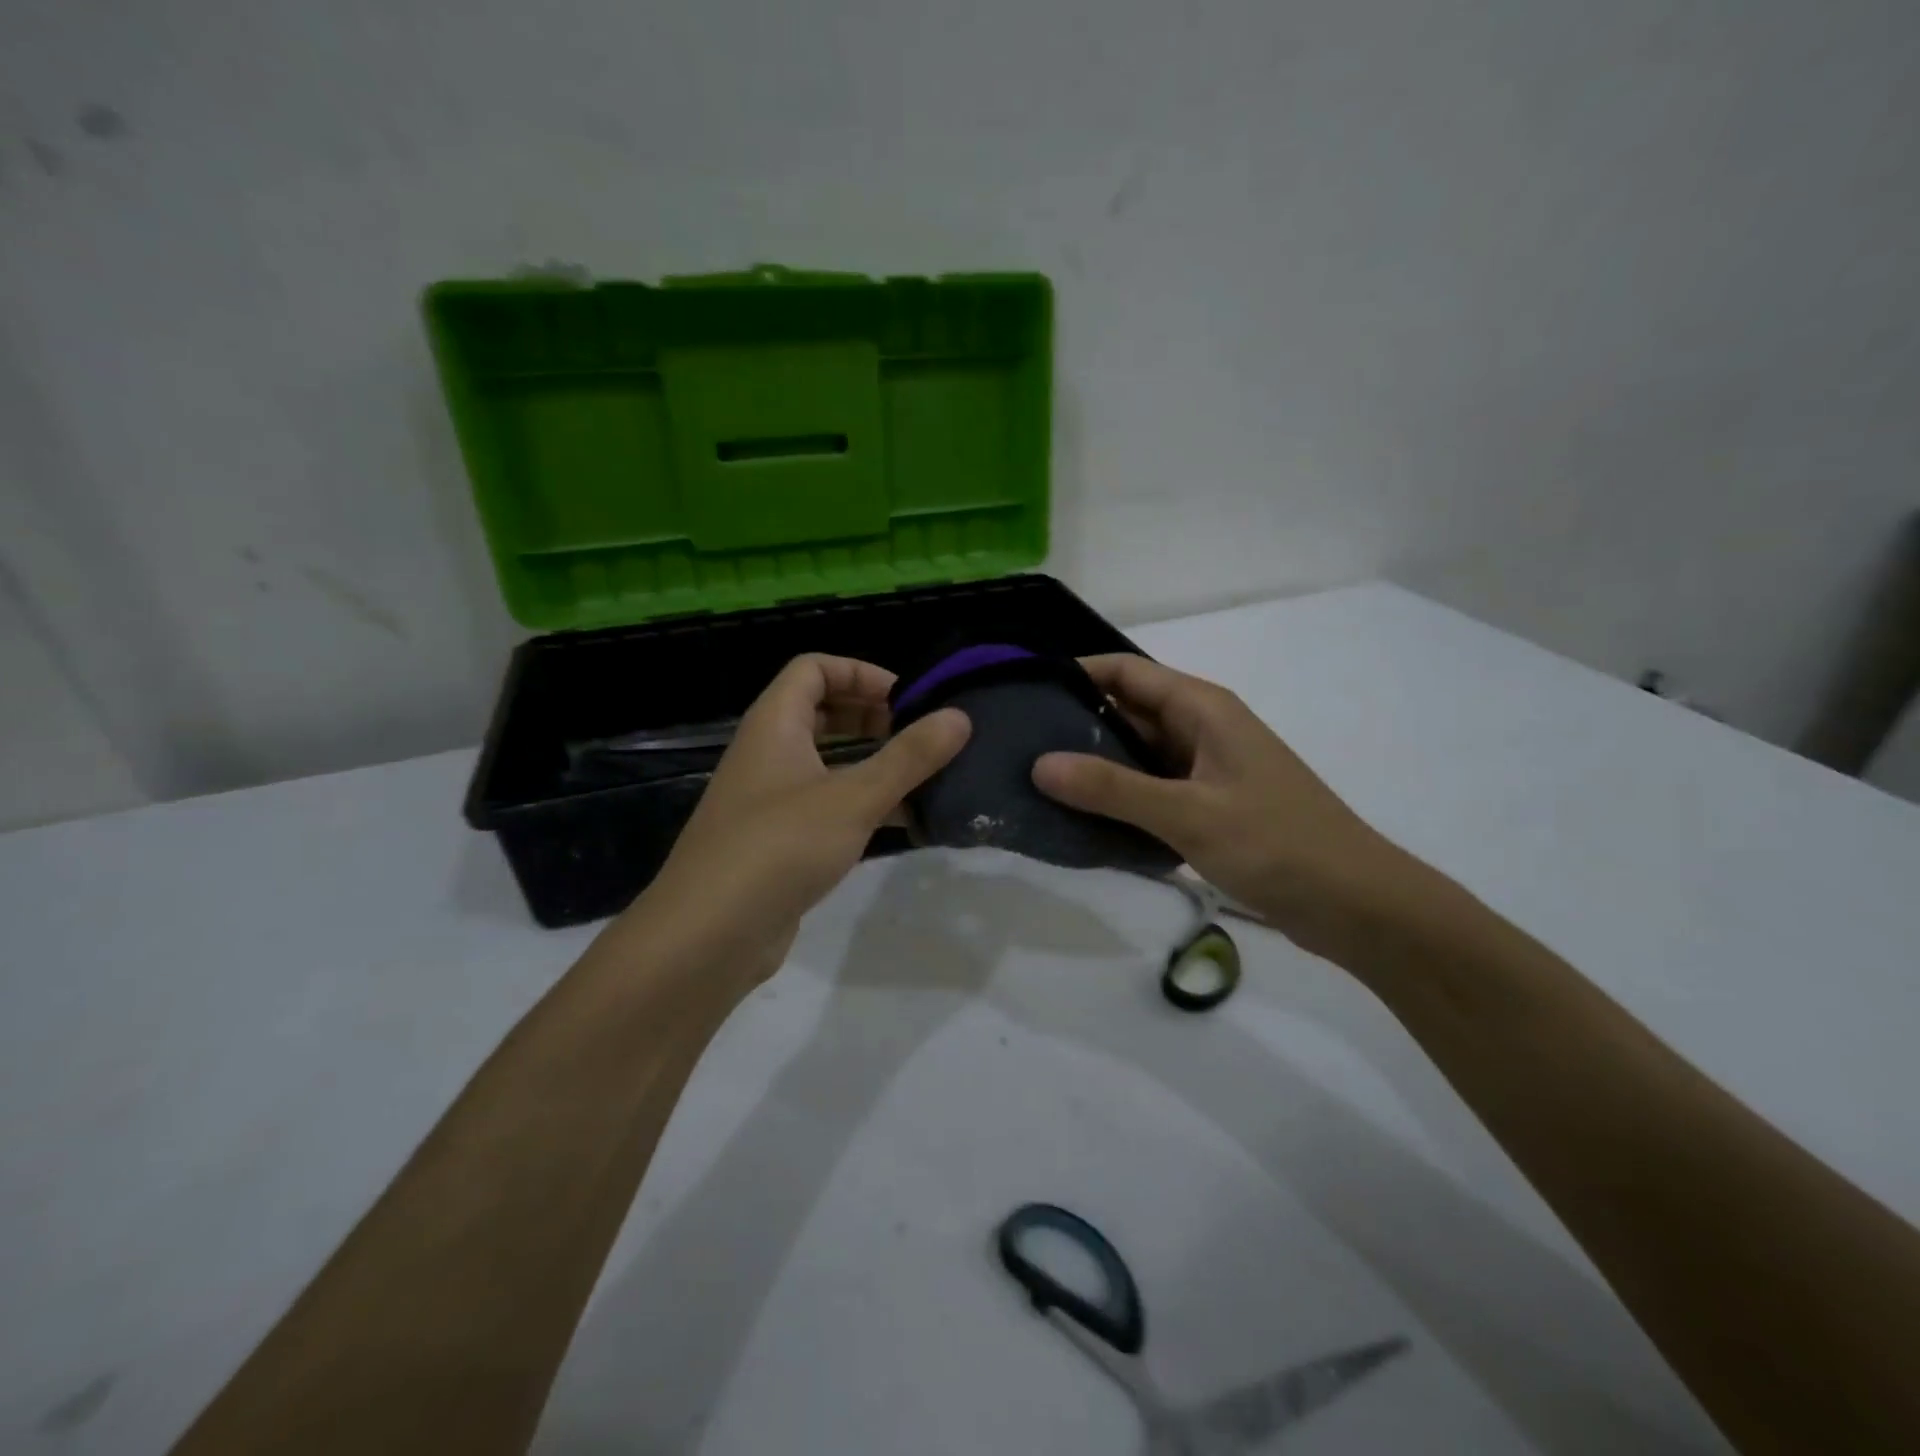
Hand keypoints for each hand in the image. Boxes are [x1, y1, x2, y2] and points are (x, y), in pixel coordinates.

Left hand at [615, 654, 969, 989]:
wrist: (708, 936)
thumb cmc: (780, 847)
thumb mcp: (854, 798)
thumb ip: (909, 757)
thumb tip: (960, 717)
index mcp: (774, 725)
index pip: (813, 669)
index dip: (861, 672)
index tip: (908, 698)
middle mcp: (767, 754)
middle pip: (821, 713)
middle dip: (872, 716)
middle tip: (919, 735)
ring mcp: (770, 800)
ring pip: (826, 763)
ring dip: (871, 763)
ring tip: (923, 777)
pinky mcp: (777, 842)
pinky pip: (825, 806)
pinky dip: (861, 805)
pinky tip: (903, 823)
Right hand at [1031, 655, 1415, 956]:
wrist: (1354, 903)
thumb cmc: (1275, 843)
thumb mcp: (1187, 813)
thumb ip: (1112, 788)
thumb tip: (1039, 764)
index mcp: (1202, 708)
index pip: (1126, 671)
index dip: (1075, 673)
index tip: (1023, 693)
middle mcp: (1201, 728)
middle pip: (1127, 710)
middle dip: (1075, 723)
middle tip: (1016, 746)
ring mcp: (1205, 769)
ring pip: (1137, 754)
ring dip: (1094, 765)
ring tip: (1035, 783)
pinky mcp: (1208, 806)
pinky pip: (1151, 790)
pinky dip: (1119, 799)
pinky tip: (1081, 819)